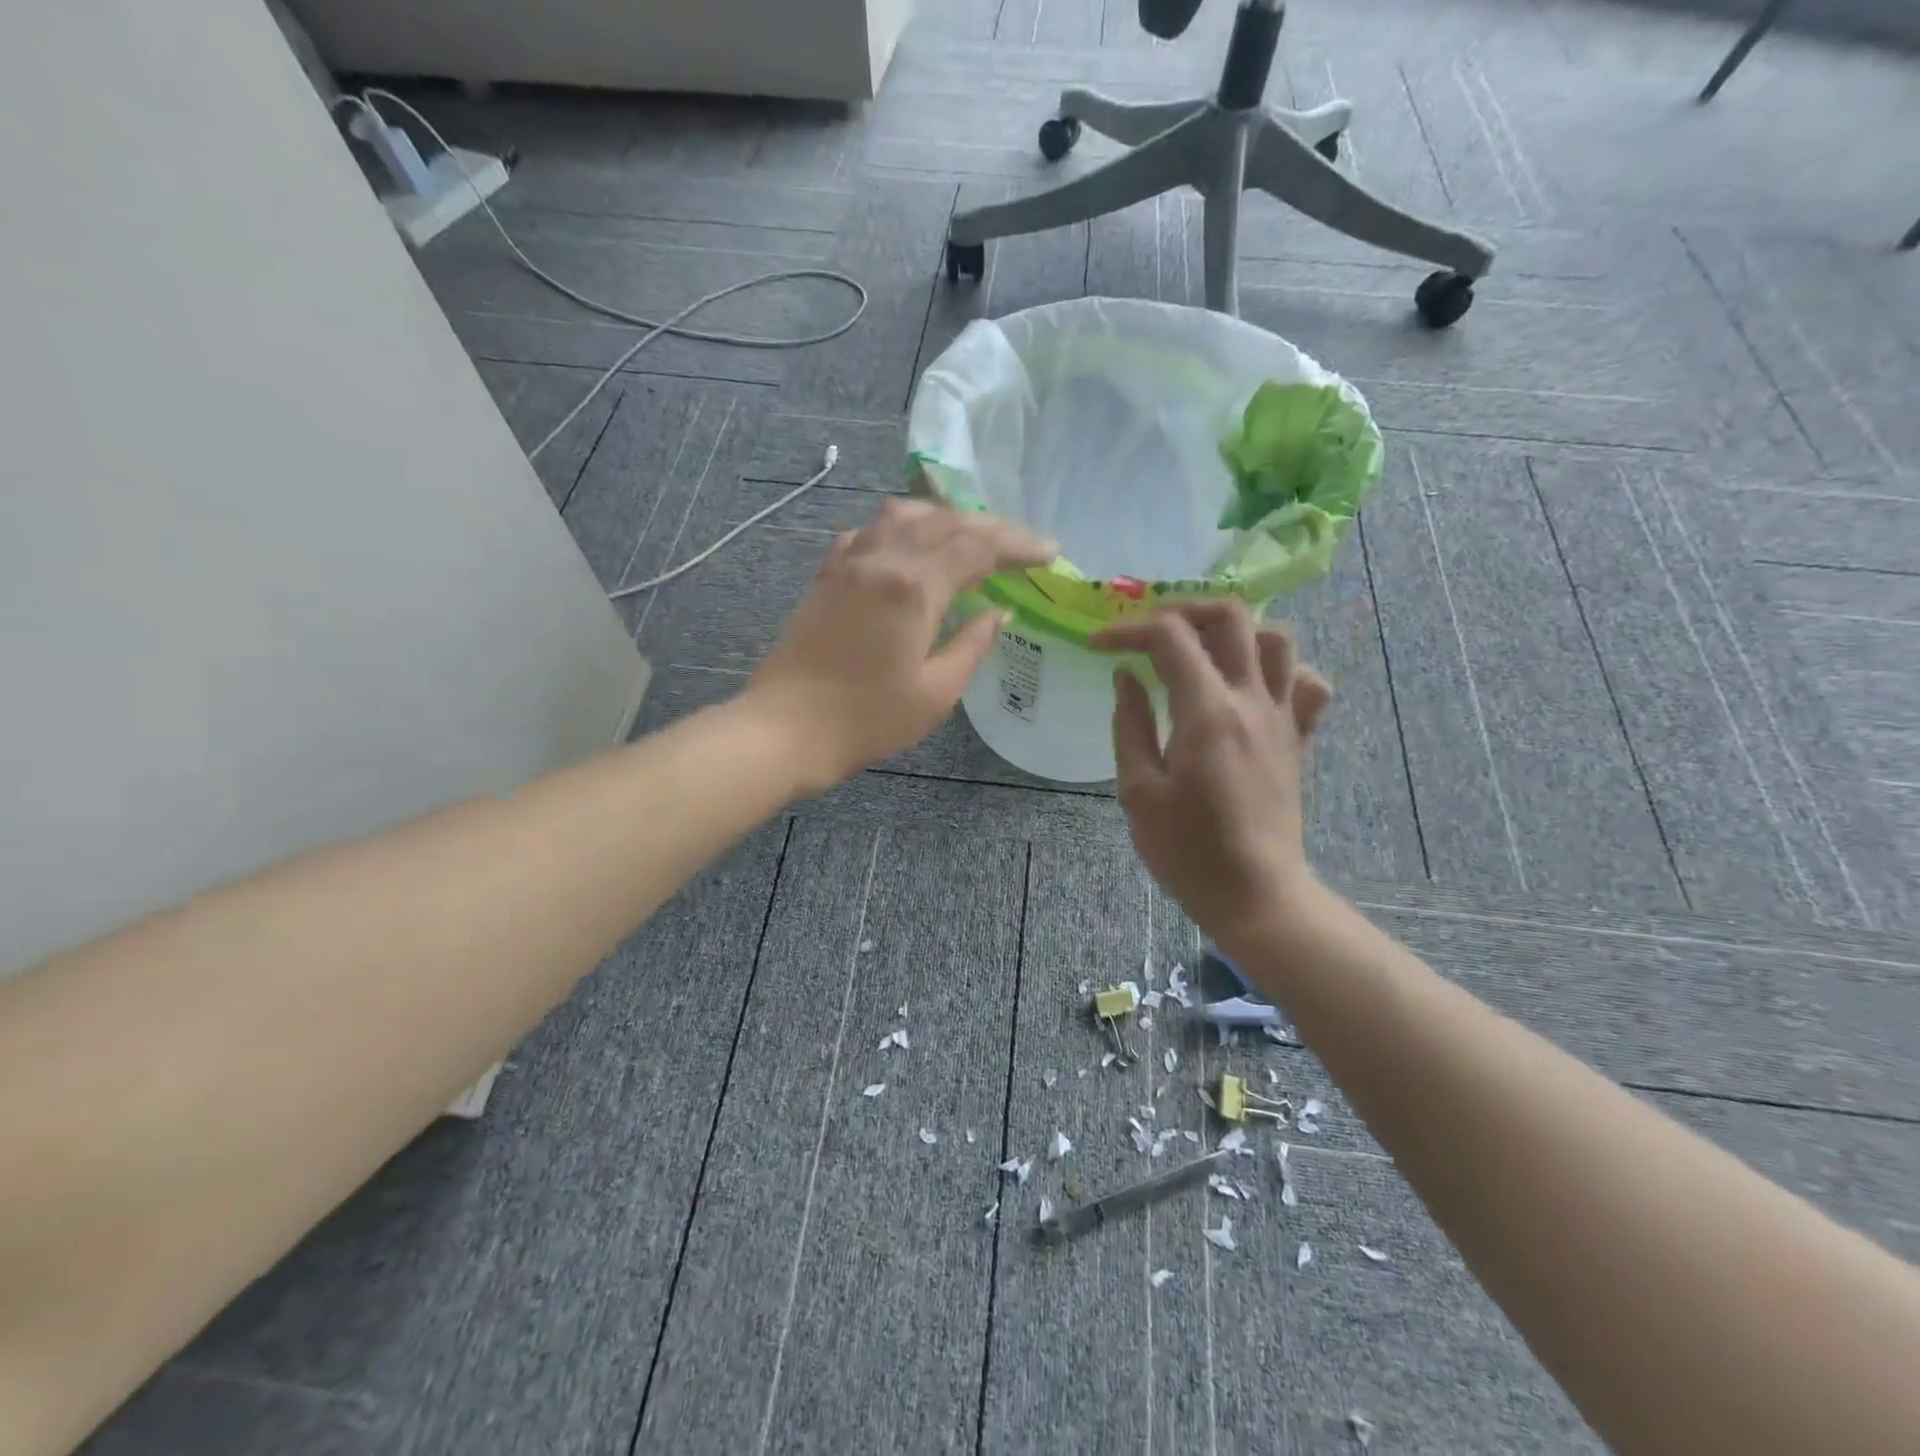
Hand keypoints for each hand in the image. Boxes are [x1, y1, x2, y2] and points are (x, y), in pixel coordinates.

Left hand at [744, 497, 1054, 796]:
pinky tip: (909, 546)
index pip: (978, 547)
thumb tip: (998, 612)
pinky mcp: (827, 575)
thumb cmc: (867, 719)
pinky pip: (868, 531)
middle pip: (945, 521)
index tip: (1050, 553)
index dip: (1019, 546)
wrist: (787, 729)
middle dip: (991, 527)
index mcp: (914, 586)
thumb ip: (972, 645)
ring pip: (904, 515)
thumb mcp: (936, 692)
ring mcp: (848, 562)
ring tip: (971, 537)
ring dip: (945, 518)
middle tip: (1021, 545)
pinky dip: (899, 528)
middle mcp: (882, 558)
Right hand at [1090, 601, 1332, 953]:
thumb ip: (1130, 724)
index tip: (1098, 646)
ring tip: (1201, 652)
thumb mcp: (1138, 791)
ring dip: (1236, 633)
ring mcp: (1283, 717)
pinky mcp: (1298, 739)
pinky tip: (1251, 687)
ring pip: (1278, 639)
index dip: (1127, 630)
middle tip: (1150, 632)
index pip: (1169, 637)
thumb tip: (1127, 677)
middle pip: (1231, 616)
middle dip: (1184, 610)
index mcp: (1207, 712)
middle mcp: (1252, 700)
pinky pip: (1307, 684)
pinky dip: (1282, 670)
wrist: (1255, 895)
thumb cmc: (1186, 851)